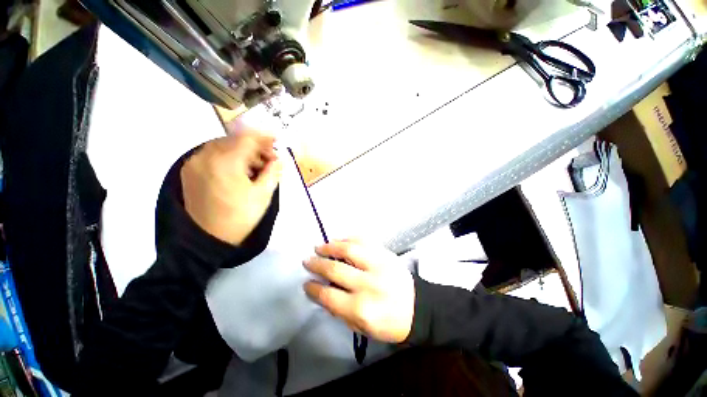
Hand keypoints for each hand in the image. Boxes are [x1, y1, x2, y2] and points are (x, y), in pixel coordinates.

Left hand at [181, 130, 281, 244]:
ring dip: (243, 152)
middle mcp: (205, 157)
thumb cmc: (240, 217)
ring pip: (223, 147)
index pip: (247, 139)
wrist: (209, 239)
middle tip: (270, 159)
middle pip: (234, 140)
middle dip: (255, 147)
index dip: (264, 138)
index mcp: (225, 162)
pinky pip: (212, 155)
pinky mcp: (190, 172)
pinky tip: (240, 171)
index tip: (277, 141)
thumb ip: (273, 172)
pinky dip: (229, 158)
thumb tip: (279, 160)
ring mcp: (194, 163)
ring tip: (257, 167)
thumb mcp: (263, 195)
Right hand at [303, 241, 414, 343]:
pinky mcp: (386, 254)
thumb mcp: (361, 327)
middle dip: (317, 264)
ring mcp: (379, 265)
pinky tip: (339, 240)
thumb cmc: (389, 323)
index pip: (328, 295)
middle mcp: (368, 284)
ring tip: (320, 246)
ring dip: (331, 246)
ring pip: (349, 250)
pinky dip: (348, 239)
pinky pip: (364, 241)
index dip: (313, 289)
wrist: (418, 307)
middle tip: (307, 260)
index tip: (306, 283)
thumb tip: (322, 292)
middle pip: (335, 269)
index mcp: (361, 308)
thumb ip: (339, 310)